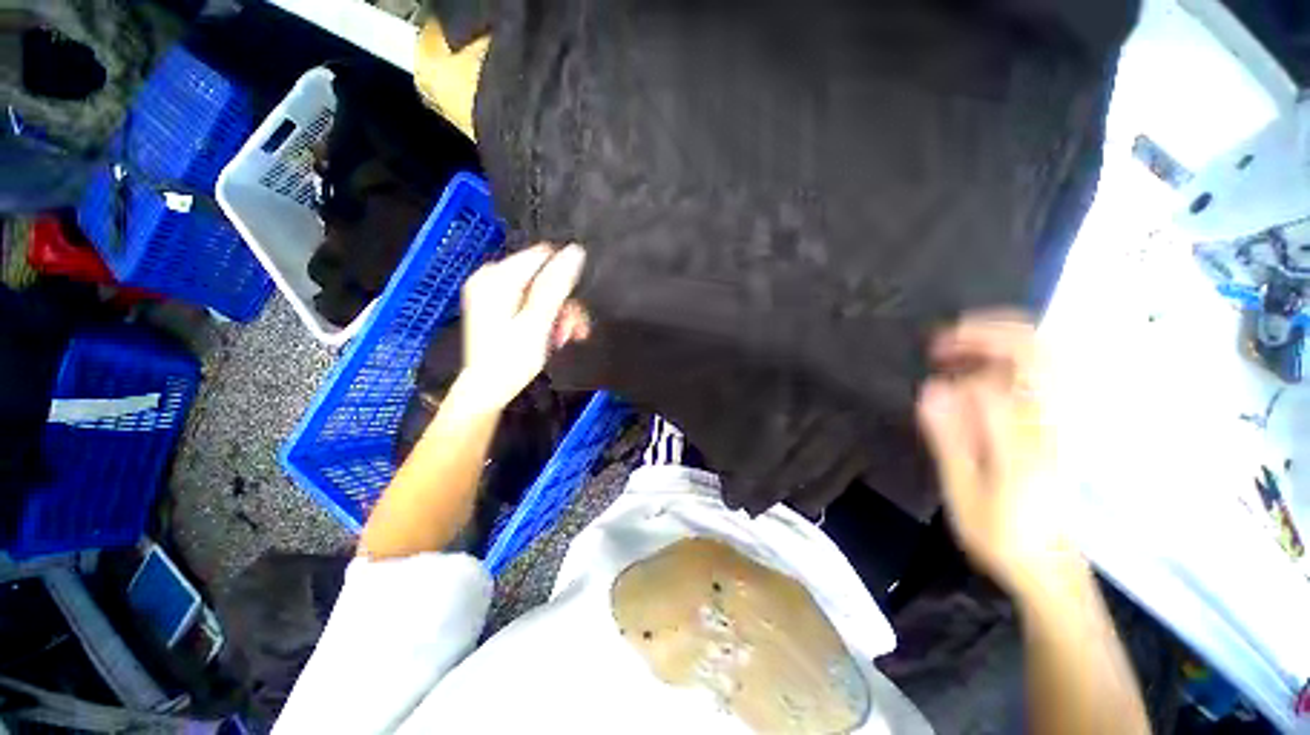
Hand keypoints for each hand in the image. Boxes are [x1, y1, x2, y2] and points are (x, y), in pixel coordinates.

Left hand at [454, 243, 588, 410]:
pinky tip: (554, 336)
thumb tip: (575, 252)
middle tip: (573, 328)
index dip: (565, 278)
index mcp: (496, 277)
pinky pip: (533, 302)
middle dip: (564, 303)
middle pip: (544, 277)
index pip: (543, 257)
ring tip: (565, 337)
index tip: (573, 306)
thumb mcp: (537, 322)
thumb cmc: (511, 360)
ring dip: (560, 314)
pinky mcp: (501, 307)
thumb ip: (556, 286)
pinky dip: (547, 318)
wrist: (488, 390)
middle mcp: (493, 279)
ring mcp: (496, 293)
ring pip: (542, 292)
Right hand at [917, 311, 1074, 595]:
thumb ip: (952, 438)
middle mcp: (1055, 420)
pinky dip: (1008, 360)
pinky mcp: (1059, 425)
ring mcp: (1063, 420)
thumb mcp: (966, 492)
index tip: (932, 354)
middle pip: (1038, 350)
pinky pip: (1043, 373)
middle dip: (987, 332)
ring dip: (997, 341)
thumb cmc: (1001, 533)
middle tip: (943, 340)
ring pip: (1045, 356)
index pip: (1008, 371)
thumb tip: (932, 388)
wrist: (1048, 565)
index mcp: (1031, 438)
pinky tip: (977, 370)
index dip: (969, 351)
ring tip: (956, 348)